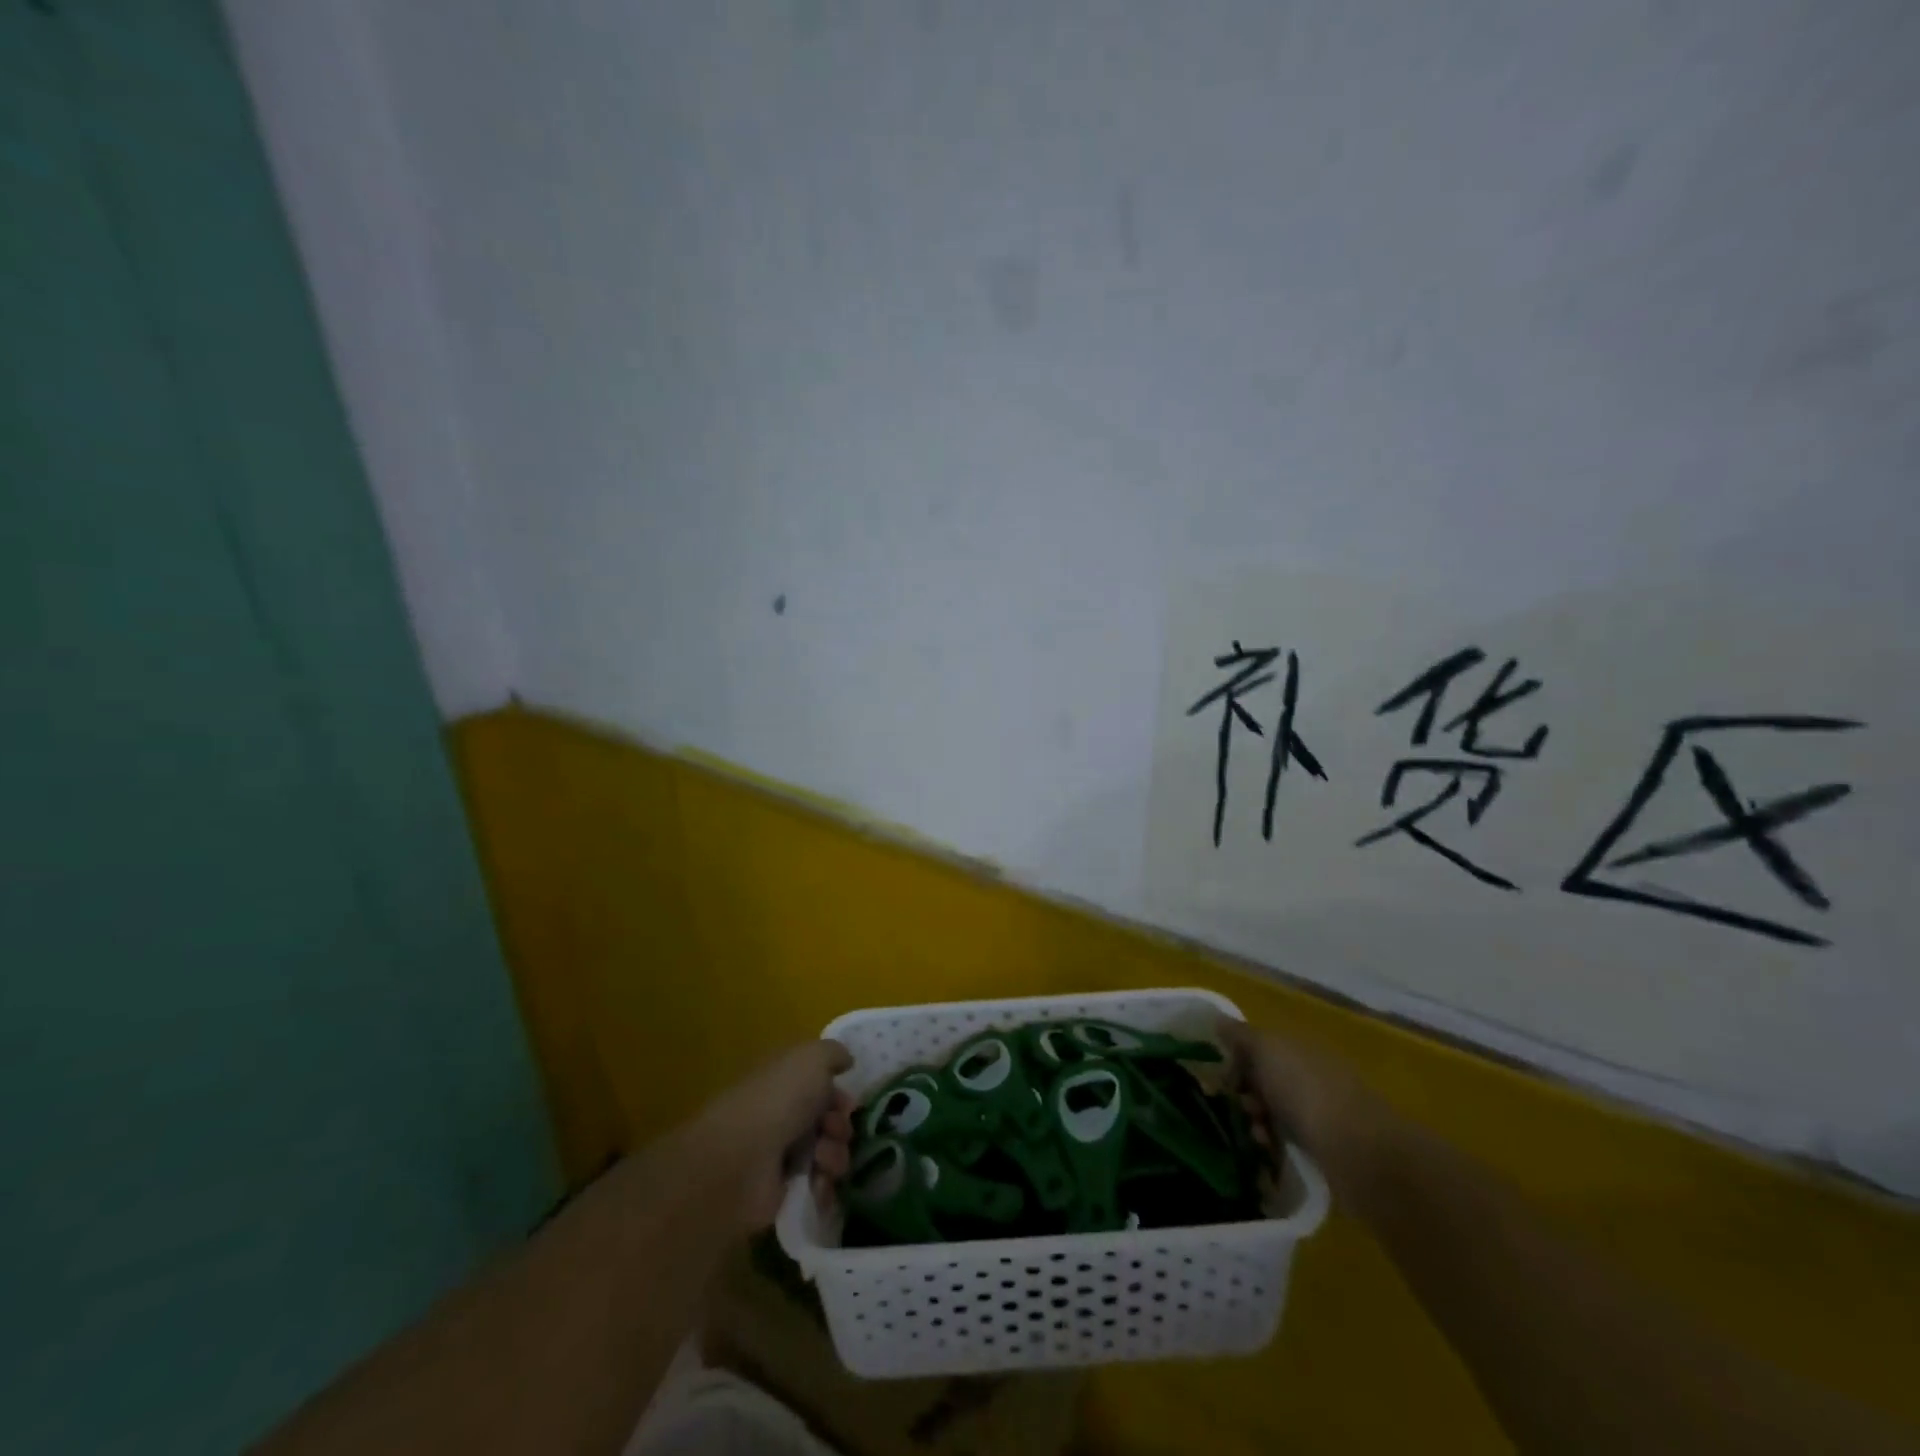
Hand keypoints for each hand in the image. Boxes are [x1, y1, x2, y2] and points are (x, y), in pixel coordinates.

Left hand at [692, 1040, 855, 1232]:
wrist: (741, 1160)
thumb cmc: (778, 1100)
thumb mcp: (811, 1058)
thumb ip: (833, 1054)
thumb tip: (846, 1060)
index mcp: (786, 1083)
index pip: (821, 1089)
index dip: (840, 1096)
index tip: (847, 1105)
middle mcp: (783, 1116)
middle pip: (829, 1122)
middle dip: (840, 1127)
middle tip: (833, 1131)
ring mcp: (781, 1156)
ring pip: (828, 1153)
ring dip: (834, 1155)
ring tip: (821, 1159)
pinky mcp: (782, 1192)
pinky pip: (818, 1188)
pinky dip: (824, 1185)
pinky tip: (817, 1183)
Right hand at [1217, 1018, 1398, 1205]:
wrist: (1358, 1150)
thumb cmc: (1305, 1089)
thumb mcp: (1265, 1049)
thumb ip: (1240, 1034)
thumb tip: (1218, 1019)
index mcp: (1300, 1046)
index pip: (1260, 1045)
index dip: (1237, 1058)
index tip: (1224, 1078)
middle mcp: (1312, 1072)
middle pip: (1266, 1078)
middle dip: (1246, 1092)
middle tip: (1239, 1106)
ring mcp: (1323, 1109)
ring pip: (1276, 1109)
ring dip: (1258, 1120)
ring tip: (1256, 1134)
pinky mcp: (1329, 1144)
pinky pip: (1290, 1137)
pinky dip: (1275, 1142)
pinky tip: (1269, 1150)